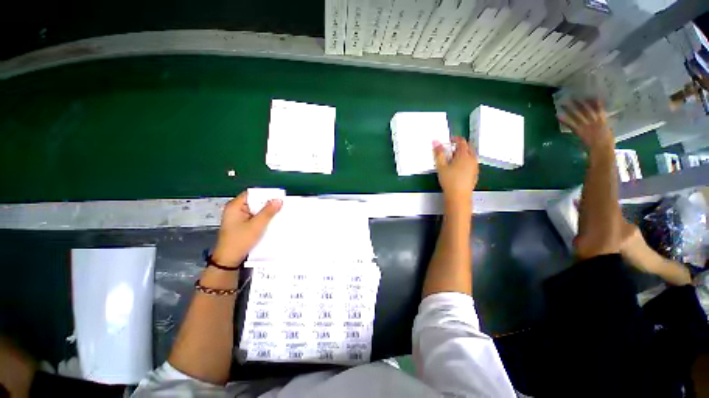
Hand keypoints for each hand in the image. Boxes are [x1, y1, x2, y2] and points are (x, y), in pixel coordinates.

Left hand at [212, 191, 282, 266]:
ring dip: (265, 211)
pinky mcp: (241, 224)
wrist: (229, 260)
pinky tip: (270, 220)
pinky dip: (261, 217)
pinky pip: (253, 216)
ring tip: (278, 212)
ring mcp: (237, 217)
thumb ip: (268, 212)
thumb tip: (279, 200)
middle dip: (266, 203)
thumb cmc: (240, 240)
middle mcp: (235, 209)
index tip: (277, 197)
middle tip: (280, 205)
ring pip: (255, 209)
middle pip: (253, 201)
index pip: (252, 193)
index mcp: (235, 206)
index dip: (264, 194)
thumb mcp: (257, 225)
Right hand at [433, 137, 478, 208]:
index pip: (462, 142)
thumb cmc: (449, 181)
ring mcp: (475, 166)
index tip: (449, 141)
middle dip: (460, 146)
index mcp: (464, 155)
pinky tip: (458, 168)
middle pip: (469, 147)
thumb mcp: (441, 166)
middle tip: (451, 150)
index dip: (455, 139)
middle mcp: (472, 159)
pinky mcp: (475, 173)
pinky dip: (466, 161)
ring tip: (453, 159)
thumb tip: (435, 141)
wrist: (458, 195)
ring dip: (463, 154)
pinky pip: (472, 162)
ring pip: (471, 155)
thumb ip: (438, 153)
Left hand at [558, 99, 613, 153]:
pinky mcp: (579, 130)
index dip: (593, 101)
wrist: (602, 148)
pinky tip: (558, 116)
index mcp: (602, 119)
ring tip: (563, 104)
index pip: (598, 108)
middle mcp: (594, 119)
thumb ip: (604, 125)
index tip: (589, 95)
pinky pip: (570, 124)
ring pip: (577, 114)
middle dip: (579, 103)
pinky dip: (564, 120)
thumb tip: (602, 122)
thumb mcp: (608, 130)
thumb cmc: (607, 141)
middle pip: (586, 109)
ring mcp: (586, 125)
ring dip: (569, 109)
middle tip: (572, 96)